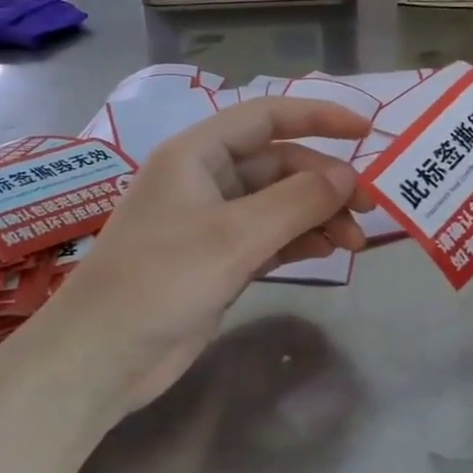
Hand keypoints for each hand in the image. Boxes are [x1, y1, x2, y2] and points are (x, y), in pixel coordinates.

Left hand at [40, 98, 373, 412]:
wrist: (103, 356)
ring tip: (354, 240)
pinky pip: (269, 236)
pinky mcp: (217, 260)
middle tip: (369, 209)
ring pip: (278, 203)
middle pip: (278, 164)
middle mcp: (204, 179)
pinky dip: (299, 239)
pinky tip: (328, 250)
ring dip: (317, 214)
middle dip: (324, 182)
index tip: (367, 130)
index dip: (318, 117)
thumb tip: (349, 176)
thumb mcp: (235, 236)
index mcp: (196, 154)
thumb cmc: (161, 280)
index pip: (266, 117)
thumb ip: (297, 202)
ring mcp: (211, 222)